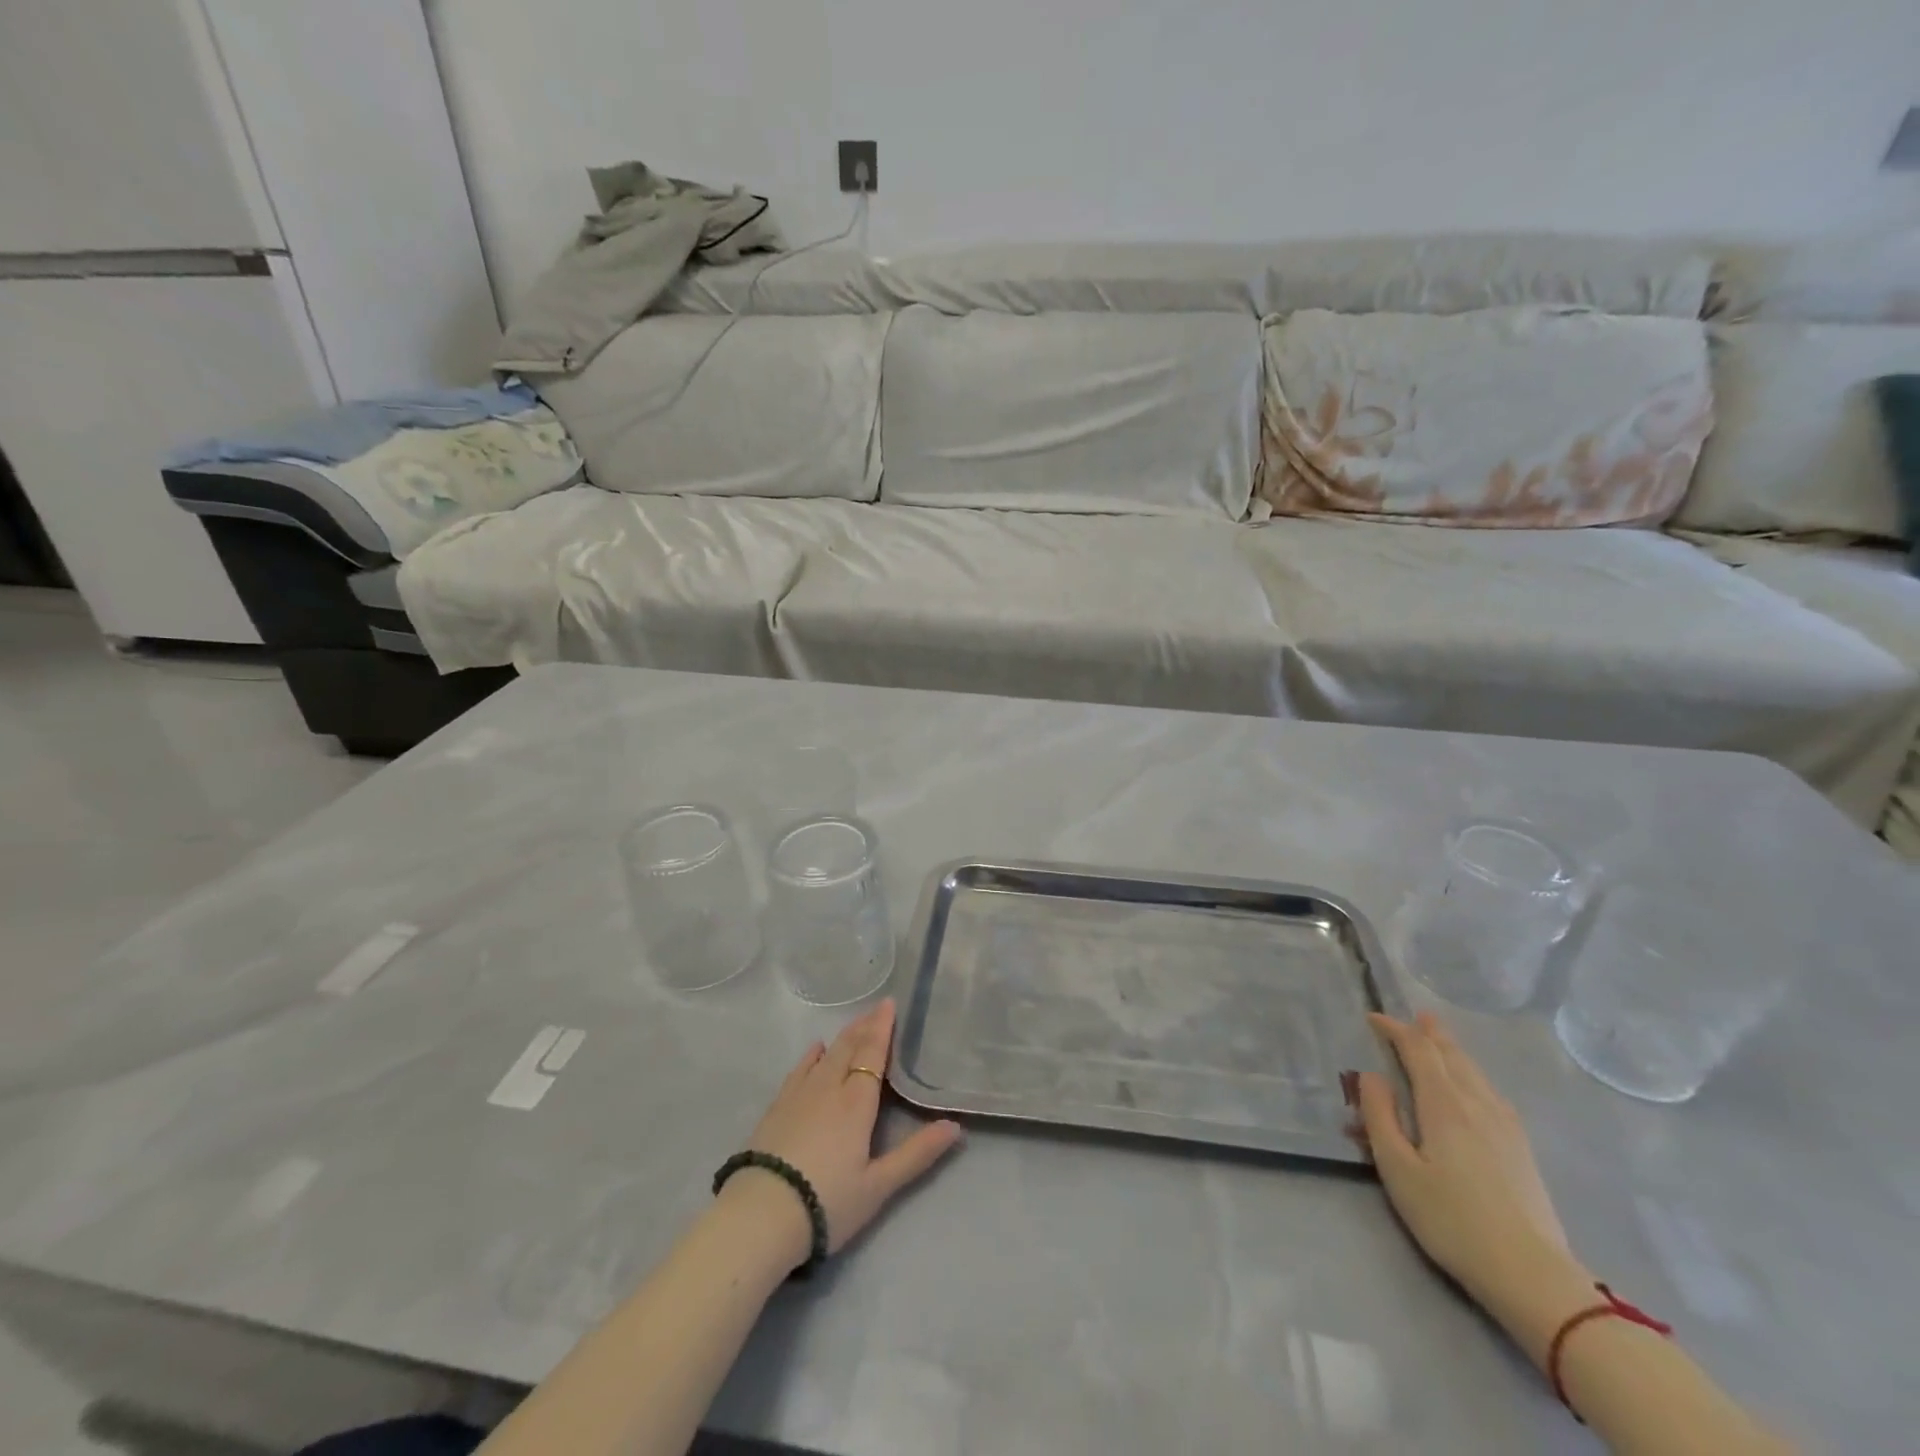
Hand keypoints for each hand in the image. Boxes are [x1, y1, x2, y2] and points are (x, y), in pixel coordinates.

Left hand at [735, 999, 963, 1267]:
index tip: (889, 1003)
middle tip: (876, 1009)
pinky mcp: (777, 1107)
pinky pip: (800, 1070)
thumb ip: (917, 1153)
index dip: (882, 1028)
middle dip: (864, 1027)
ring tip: (854, 1025)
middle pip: (849, 1048)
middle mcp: (829, 1088)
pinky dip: (812, 1056)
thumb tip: (955, 1126)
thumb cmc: (827, 1201)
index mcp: (856, 1102)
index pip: (872, 1054)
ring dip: (843, 1037)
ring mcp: (799, 1095)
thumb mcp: (879, 1186)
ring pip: (826, 1055)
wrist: (761, 1216)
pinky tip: (816, 1049)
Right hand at [1355, 1012, 1573, 1309]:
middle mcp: (1477, 1104)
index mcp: (1444, 1104)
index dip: (1394, 1029)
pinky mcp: (1521, 1148)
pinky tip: (1474, 1086)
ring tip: (1440, 1040)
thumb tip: (1371, 1075)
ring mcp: (1506, 1126)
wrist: (1532, 1276)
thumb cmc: (1452, 1220)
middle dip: (1430, 1033)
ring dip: (1453, 1051)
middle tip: (1414, 1016)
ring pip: (1475, 1072)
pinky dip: (1472, 1074)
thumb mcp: (1397, 1169)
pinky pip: (1490, 1092)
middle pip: (1452, 1056)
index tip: (1373, 1018)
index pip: (1417, 1051)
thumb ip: (1379, 1117)